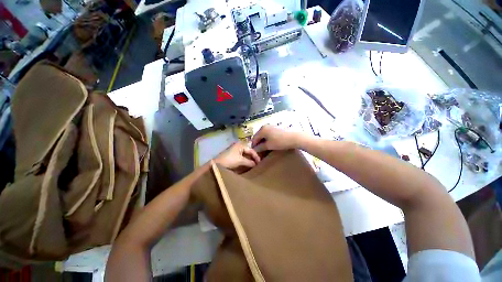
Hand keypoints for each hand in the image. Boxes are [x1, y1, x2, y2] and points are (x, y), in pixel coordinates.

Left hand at [214, 142, 260, 169]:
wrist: (217, 164)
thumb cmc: (229, 160)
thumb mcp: (240, 161)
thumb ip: (249, 162)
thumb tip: (256, 164)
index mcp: (241, 145)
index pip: (251, 150)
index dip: (256, 156)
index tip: (260, 163)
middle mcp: (239, 146)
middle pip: (249, 152)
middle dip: (253, 158)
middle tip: (258, 164)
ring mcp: (236, 150)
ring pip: (246, 154)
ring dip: (249, 159)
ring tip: (254, 164)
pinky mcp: (233, 155)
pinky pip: (242, 157)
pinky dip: (245, 160)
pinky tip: (248, 164)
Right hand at [251, 125, 302, 151]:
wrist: (295, 137)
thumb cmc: (280, 142)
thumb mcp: (269, 146)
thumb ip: (260, 147)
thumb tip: (255, 150)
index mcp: (262, 129)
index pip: (254, 138)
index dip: (254, 146)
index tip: (254, 152)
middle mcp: (265, 126)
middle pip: (259, 136)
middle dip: (258, 143)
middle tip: (260, 151)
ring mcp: (272, 126)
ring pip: (264, 135)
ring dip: (263, 141)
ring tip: (265, 148)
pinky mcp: (277, 127)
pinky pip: (269, 133)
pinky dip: (268, 139)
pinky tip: (271, 143)